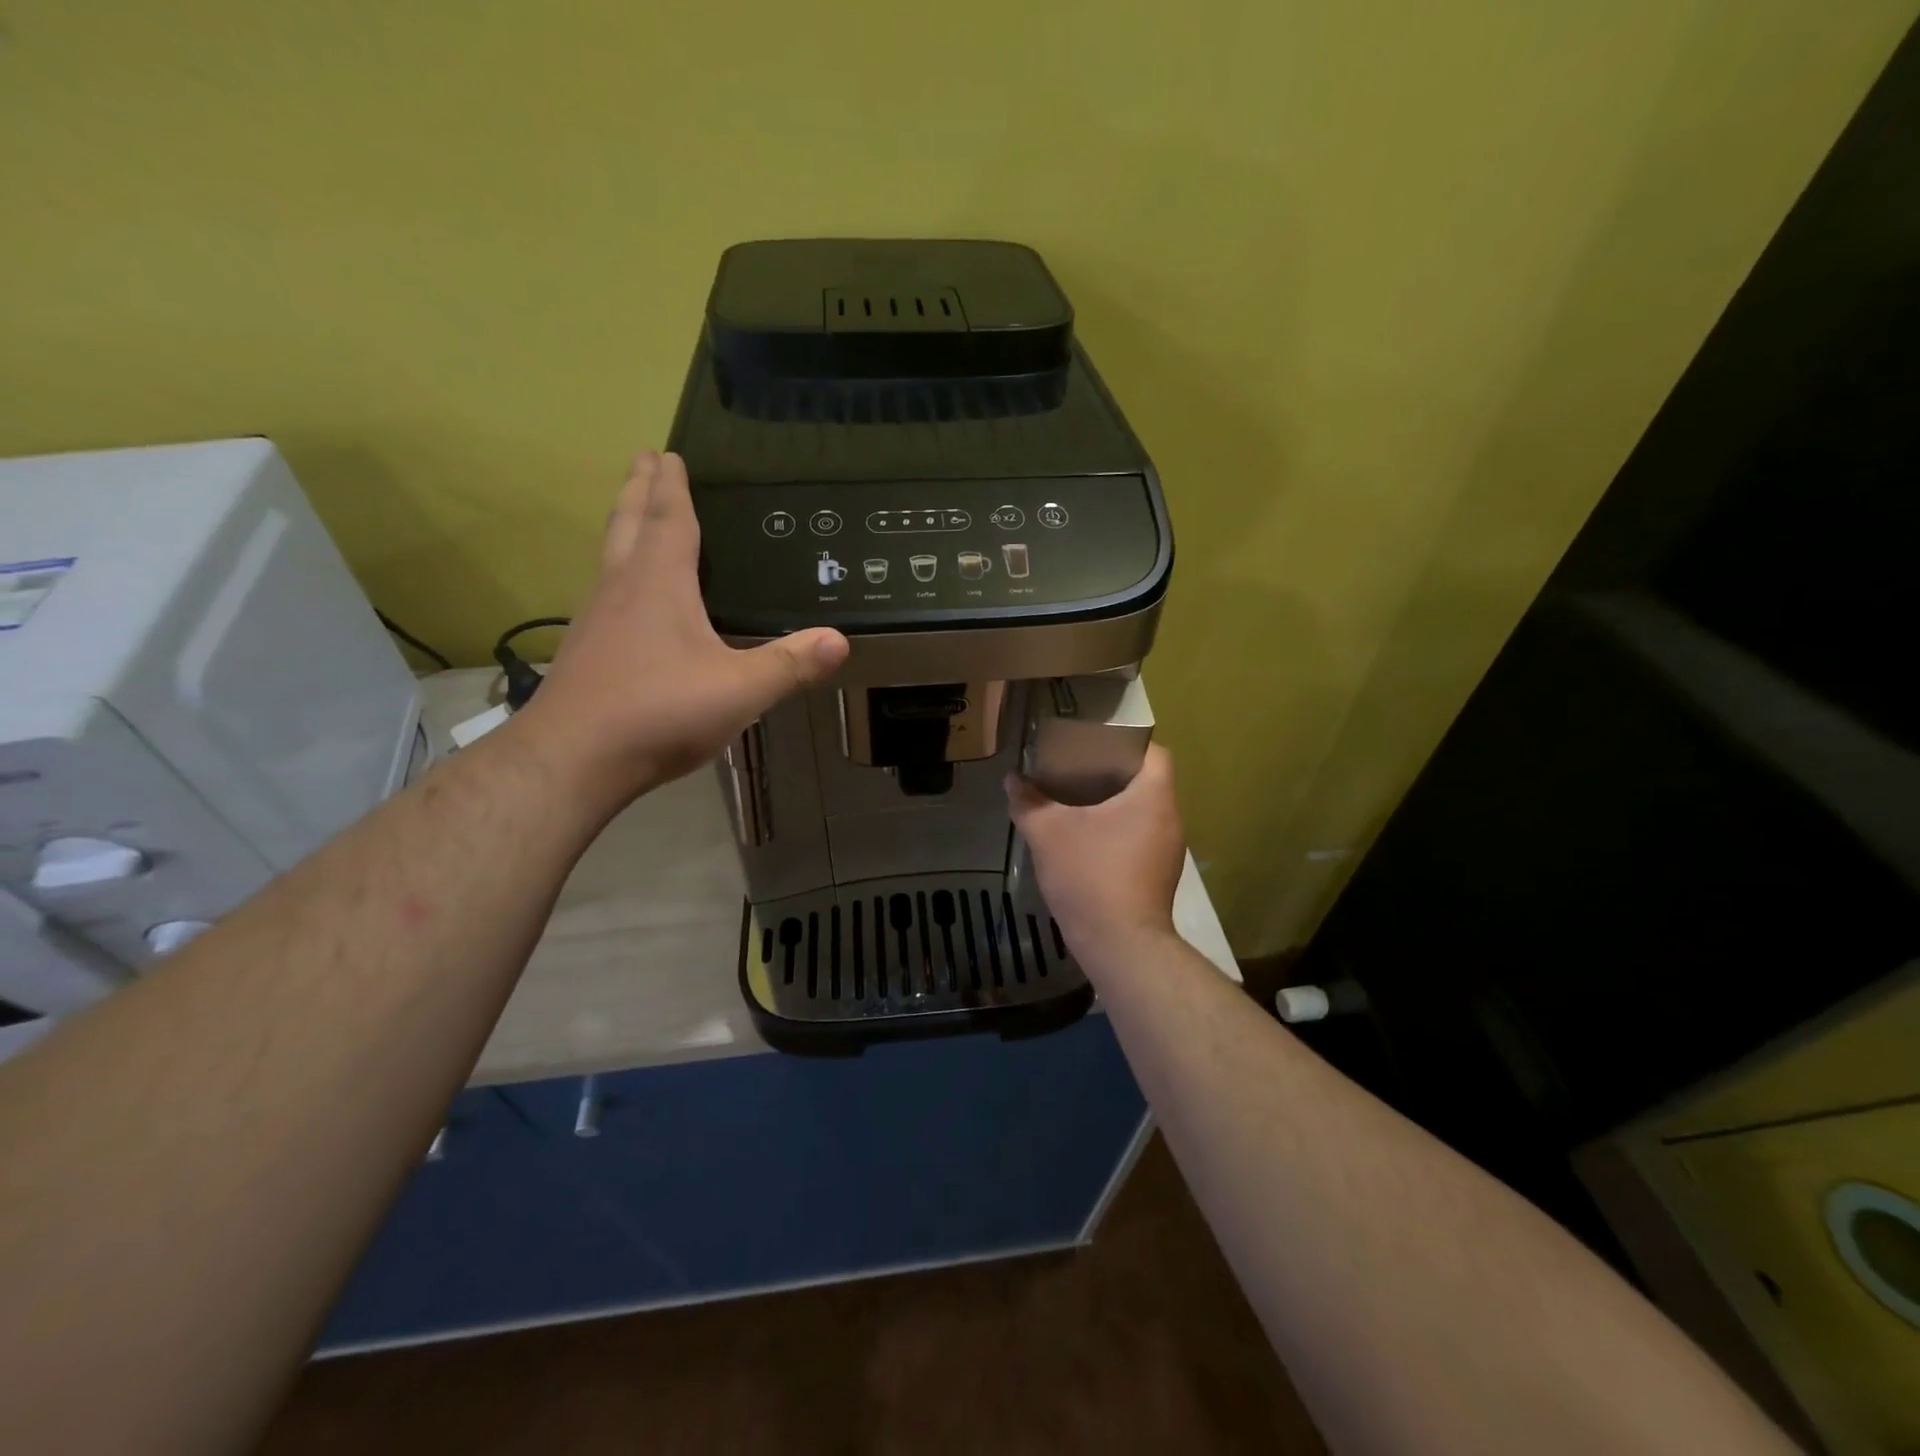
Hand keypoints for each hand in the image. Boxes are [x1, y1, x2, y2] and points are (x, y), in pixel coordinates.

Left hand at [513, 451, 848, 804]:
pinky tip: (628, 600)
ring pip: (611, 558)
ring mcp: (597, 621)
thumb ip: (790, 664)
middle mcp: (621, 589)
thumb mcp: (739, 690)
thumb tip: (840, 640)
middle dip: (638, 490)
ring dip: (623, 528)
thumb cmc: (659, 712)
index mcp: (659, 584)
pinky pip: (606, 594)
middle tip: (643, 460)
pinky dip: (619, 575)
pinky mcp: (586, 653)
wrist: (573, 760)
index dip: (671, 486)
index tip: (667, 453)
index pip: (667, 519)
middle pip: (628, 524)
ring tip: (634, 517)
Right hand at [1006, 745, 1185, 961]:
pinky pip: (1140, 838)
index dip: (1126, 743)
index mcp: (1153, 797)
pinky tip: (1086, 841)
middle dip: (1112, 774)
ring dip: (1114, 806)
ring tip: (1076, 802)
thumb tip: (1012, 780)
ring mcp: (1168, 851)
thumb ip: (1028, 802)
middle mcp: (1170, 819)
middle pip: (1147, 782)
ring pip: (1143, 812)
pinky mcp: (1159, 876)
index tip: (1094, 746)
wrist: (1120, 945)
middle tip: (1075, 771)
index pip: (1154, 752)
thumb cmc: (1090, 876)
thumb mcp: (1048, 834)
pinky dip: (1117, 832)